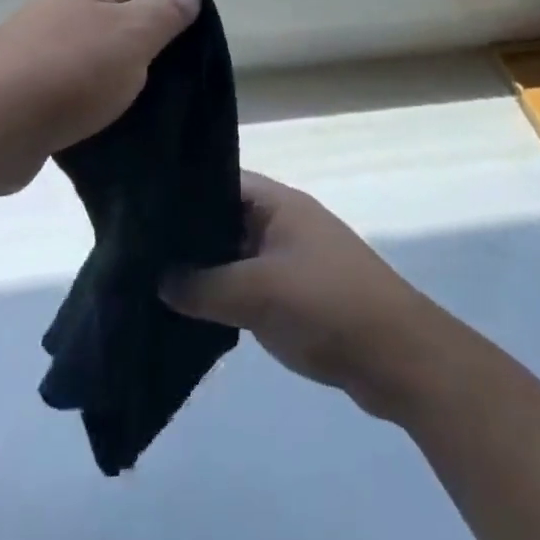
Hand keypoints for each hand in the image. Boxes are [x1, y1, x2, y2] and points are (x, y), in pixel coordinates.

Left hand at [0, 0, 200, 189]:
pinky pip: (72, 84)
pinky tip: (105, 121)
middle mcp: (62, 7)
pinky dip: (92, 98)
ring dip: (120, 72)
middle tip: (172, 73)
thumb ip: (166, 13)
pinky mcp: (26, 85)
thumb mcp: (133, 36)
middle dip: (148, 39)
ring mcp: (39, 46)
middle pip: (119, 12)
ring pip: (96, 51)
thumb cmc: (73, 71)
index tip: (189, 34)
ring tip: (143, 102)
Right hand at [162, 172, 447, 418]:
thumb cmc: (328, 304)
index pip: (221, 181)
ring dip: (208, 270)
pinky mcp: (299, 296)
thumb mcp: (259, 292)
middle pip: (227, 219)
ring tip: (156, 283)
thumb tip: (160, 282)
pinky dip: (227, 296)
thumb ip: (205, 287)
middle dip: (189, 235)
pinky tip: (196, 314)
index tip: (143, 209)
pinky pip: (252, 286)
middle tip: (139, 251)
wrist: (399, 357)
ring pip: (238, 256)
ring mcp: (293, 260)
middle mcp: (285, 223)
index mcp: (279, 203)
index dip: (185, 192)